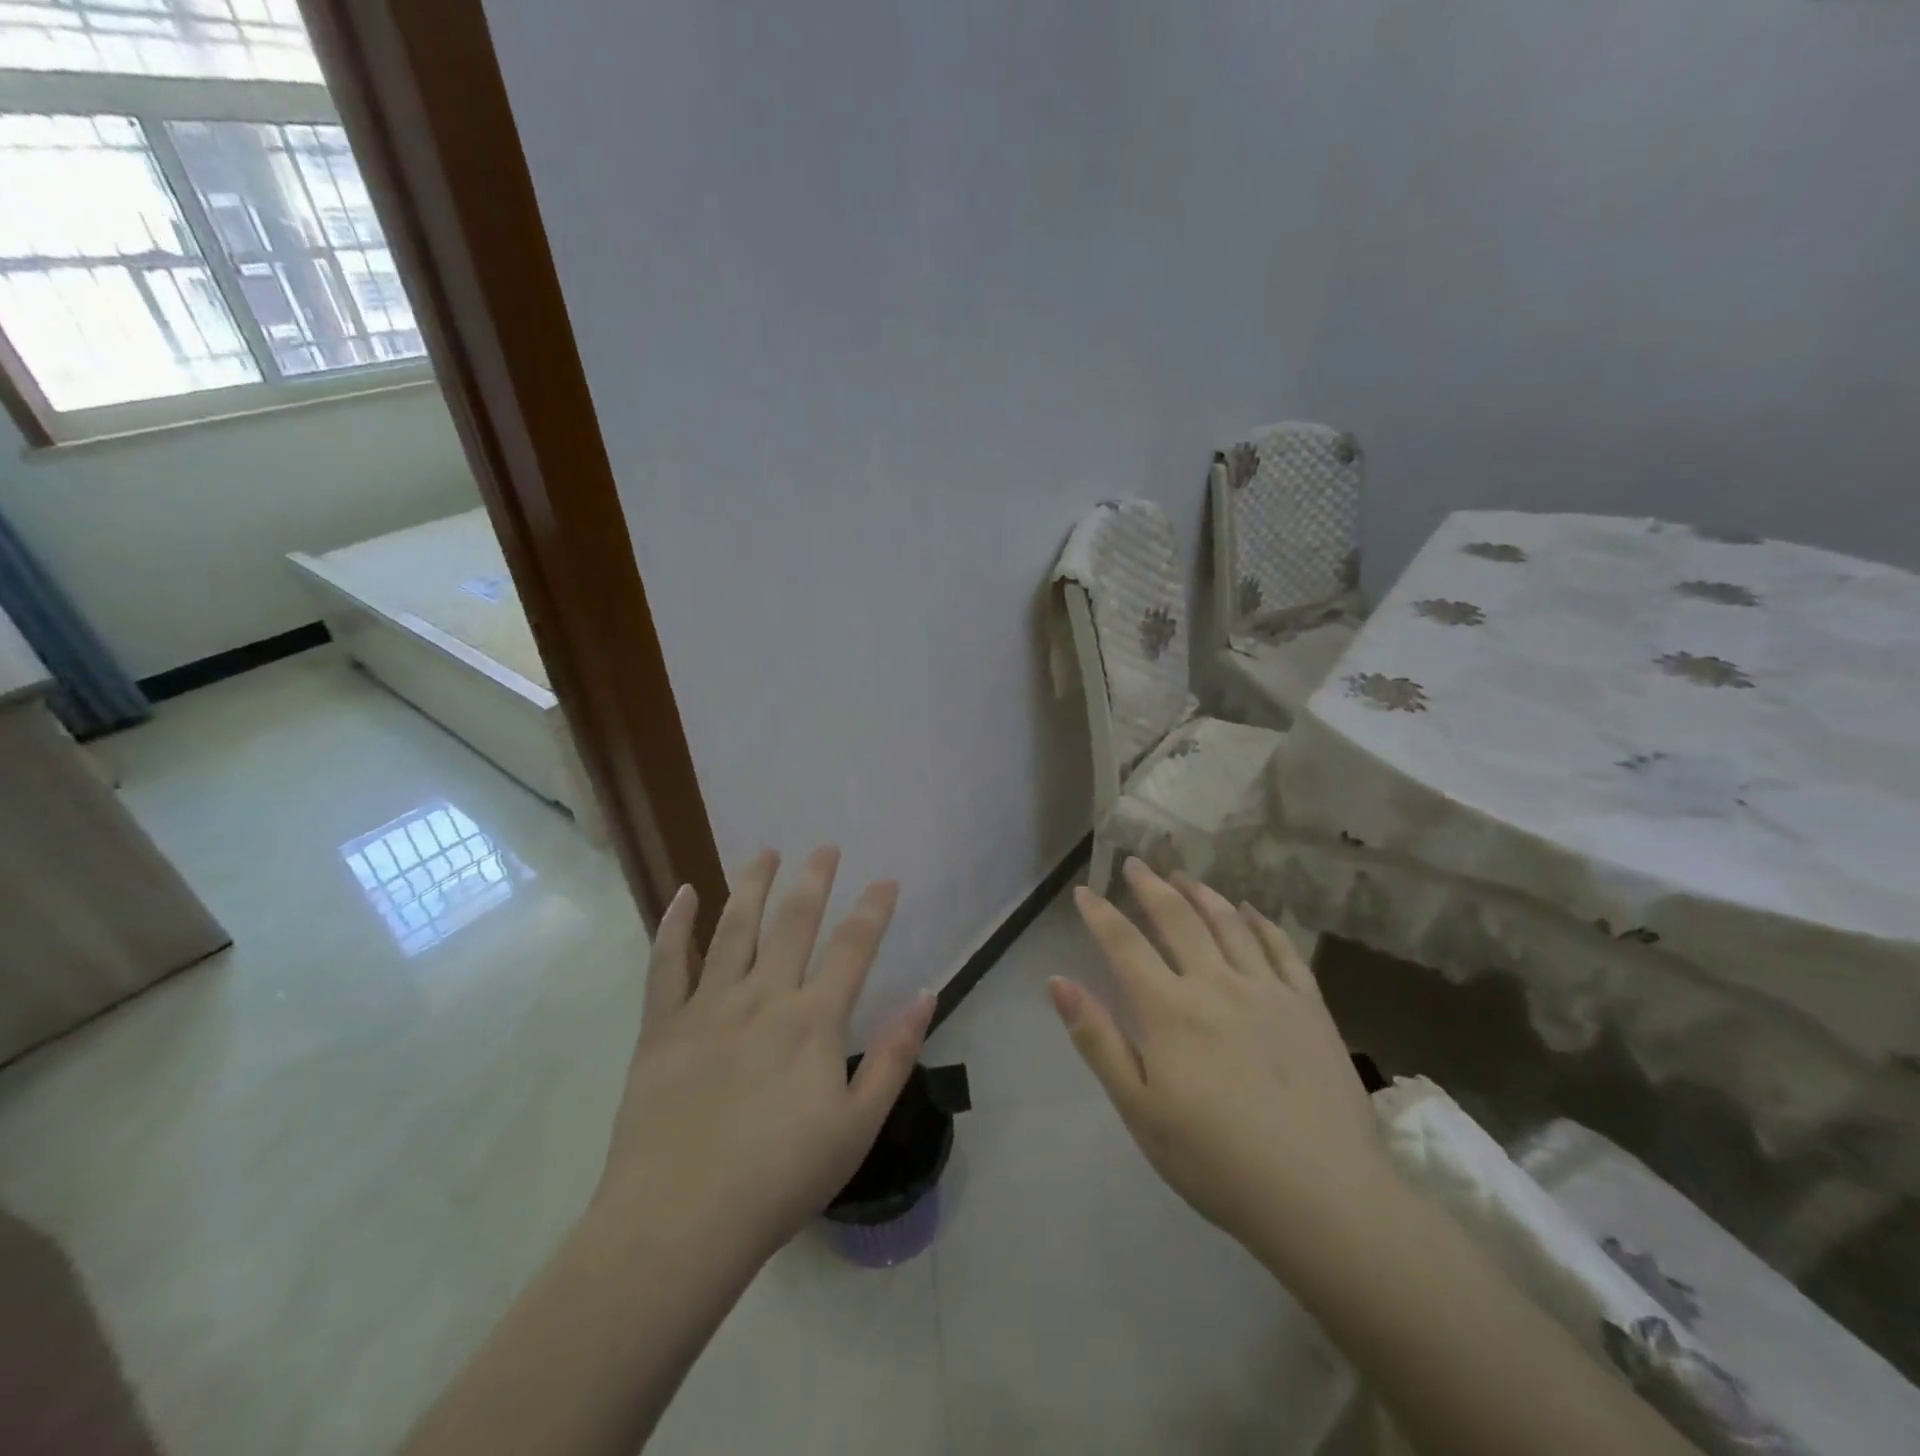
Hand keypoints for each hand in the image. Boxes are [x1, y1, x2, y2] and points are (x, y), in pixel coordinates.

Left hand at [595, 846, 934, 1265]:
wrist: (679, 1224)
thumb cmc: (779, 1180)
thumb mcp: (857, 1127)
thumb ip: (894, 1056)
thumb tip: (924, 994)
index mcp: (813, 1021)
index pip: (853, 948)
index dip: (873, 910)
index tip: (887, 880)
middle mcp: (763, 997)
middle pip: (793, 922)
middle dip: (814, 880)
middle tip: (825, 847)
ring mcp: (708, 1006)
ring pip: (733, 927)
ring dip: (752, 884)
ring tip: (765, 851)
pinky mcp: (663, 1026)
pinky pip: (667, 963)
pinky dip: (675, 925)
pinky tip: (684, 893)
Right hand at [1050, 858, 1389, 1271]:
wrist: (1324, 1197)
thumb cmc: (1217, 1162)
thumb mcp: (1140, 1110)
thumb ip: (1097, 1040)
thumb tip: (1057, 982)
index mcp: (1169, 1010)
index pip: (1124, 944)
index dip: (1100, 914)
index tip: (1083, 892)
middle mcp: (1216, 984)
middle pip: (1177, 918)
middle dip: (1150, 886)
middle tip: (1135, 863)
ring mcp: (1267, 989)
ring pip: (1228, 922)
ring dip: (1201, 893)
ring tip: (1183, 876)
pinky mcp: (1309, 1004)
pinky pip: (1281, 947)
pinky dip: (1260, 921)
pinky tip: (1250, 910)